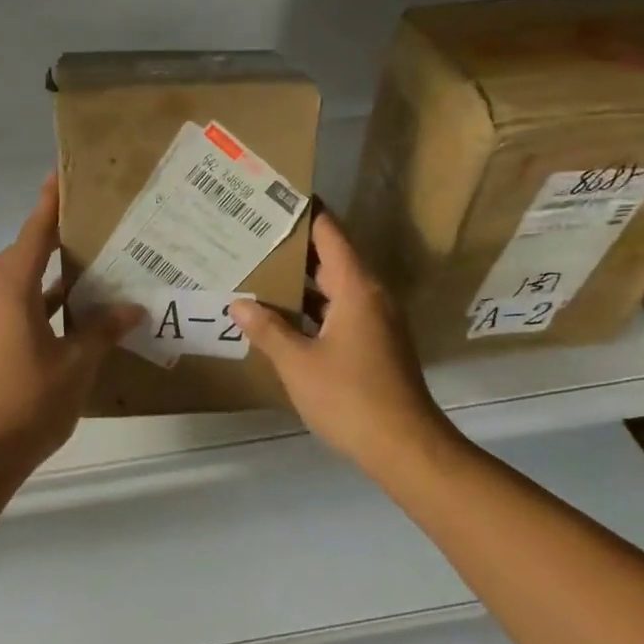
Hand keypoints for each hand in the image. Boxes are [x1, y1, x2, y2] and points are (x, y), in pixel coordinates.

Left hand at [0, 173, 143, 468]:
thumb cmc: (29, 401)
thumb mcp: (77, 364)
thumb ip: (102, 331)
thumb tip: (130, 308)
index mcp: (12, 293)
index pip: (32, 237)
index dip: (47, 206)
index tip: (60, 177)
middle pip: (22, 256)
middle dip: (49, 236)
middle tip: (85, 222)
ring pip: (22, 284)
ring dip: (49, 272)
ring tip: (88, 262)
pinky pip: (21, 309)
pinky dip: (45, 303)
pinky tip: (76, 314)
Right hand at [230, 210, 451, 475]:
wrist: (404, 447)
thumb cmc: (350, 398)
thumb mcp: (298, 363)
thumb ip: (268, 330)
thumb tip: (239, 304)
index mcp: (357, 289)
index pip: (330, 234)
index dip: (306, 213)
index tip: (277, 197)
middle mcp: (371, 296)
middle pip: (332, 258)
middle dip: (295, 248)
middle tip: (254, 236)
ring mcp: (377, 322)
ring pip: (335, 288)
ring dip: (302, 282)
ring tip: (260, 271)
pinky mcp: (376, 344)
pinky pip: (341, 311)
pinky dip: (313, 307)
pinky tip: (283, 316)